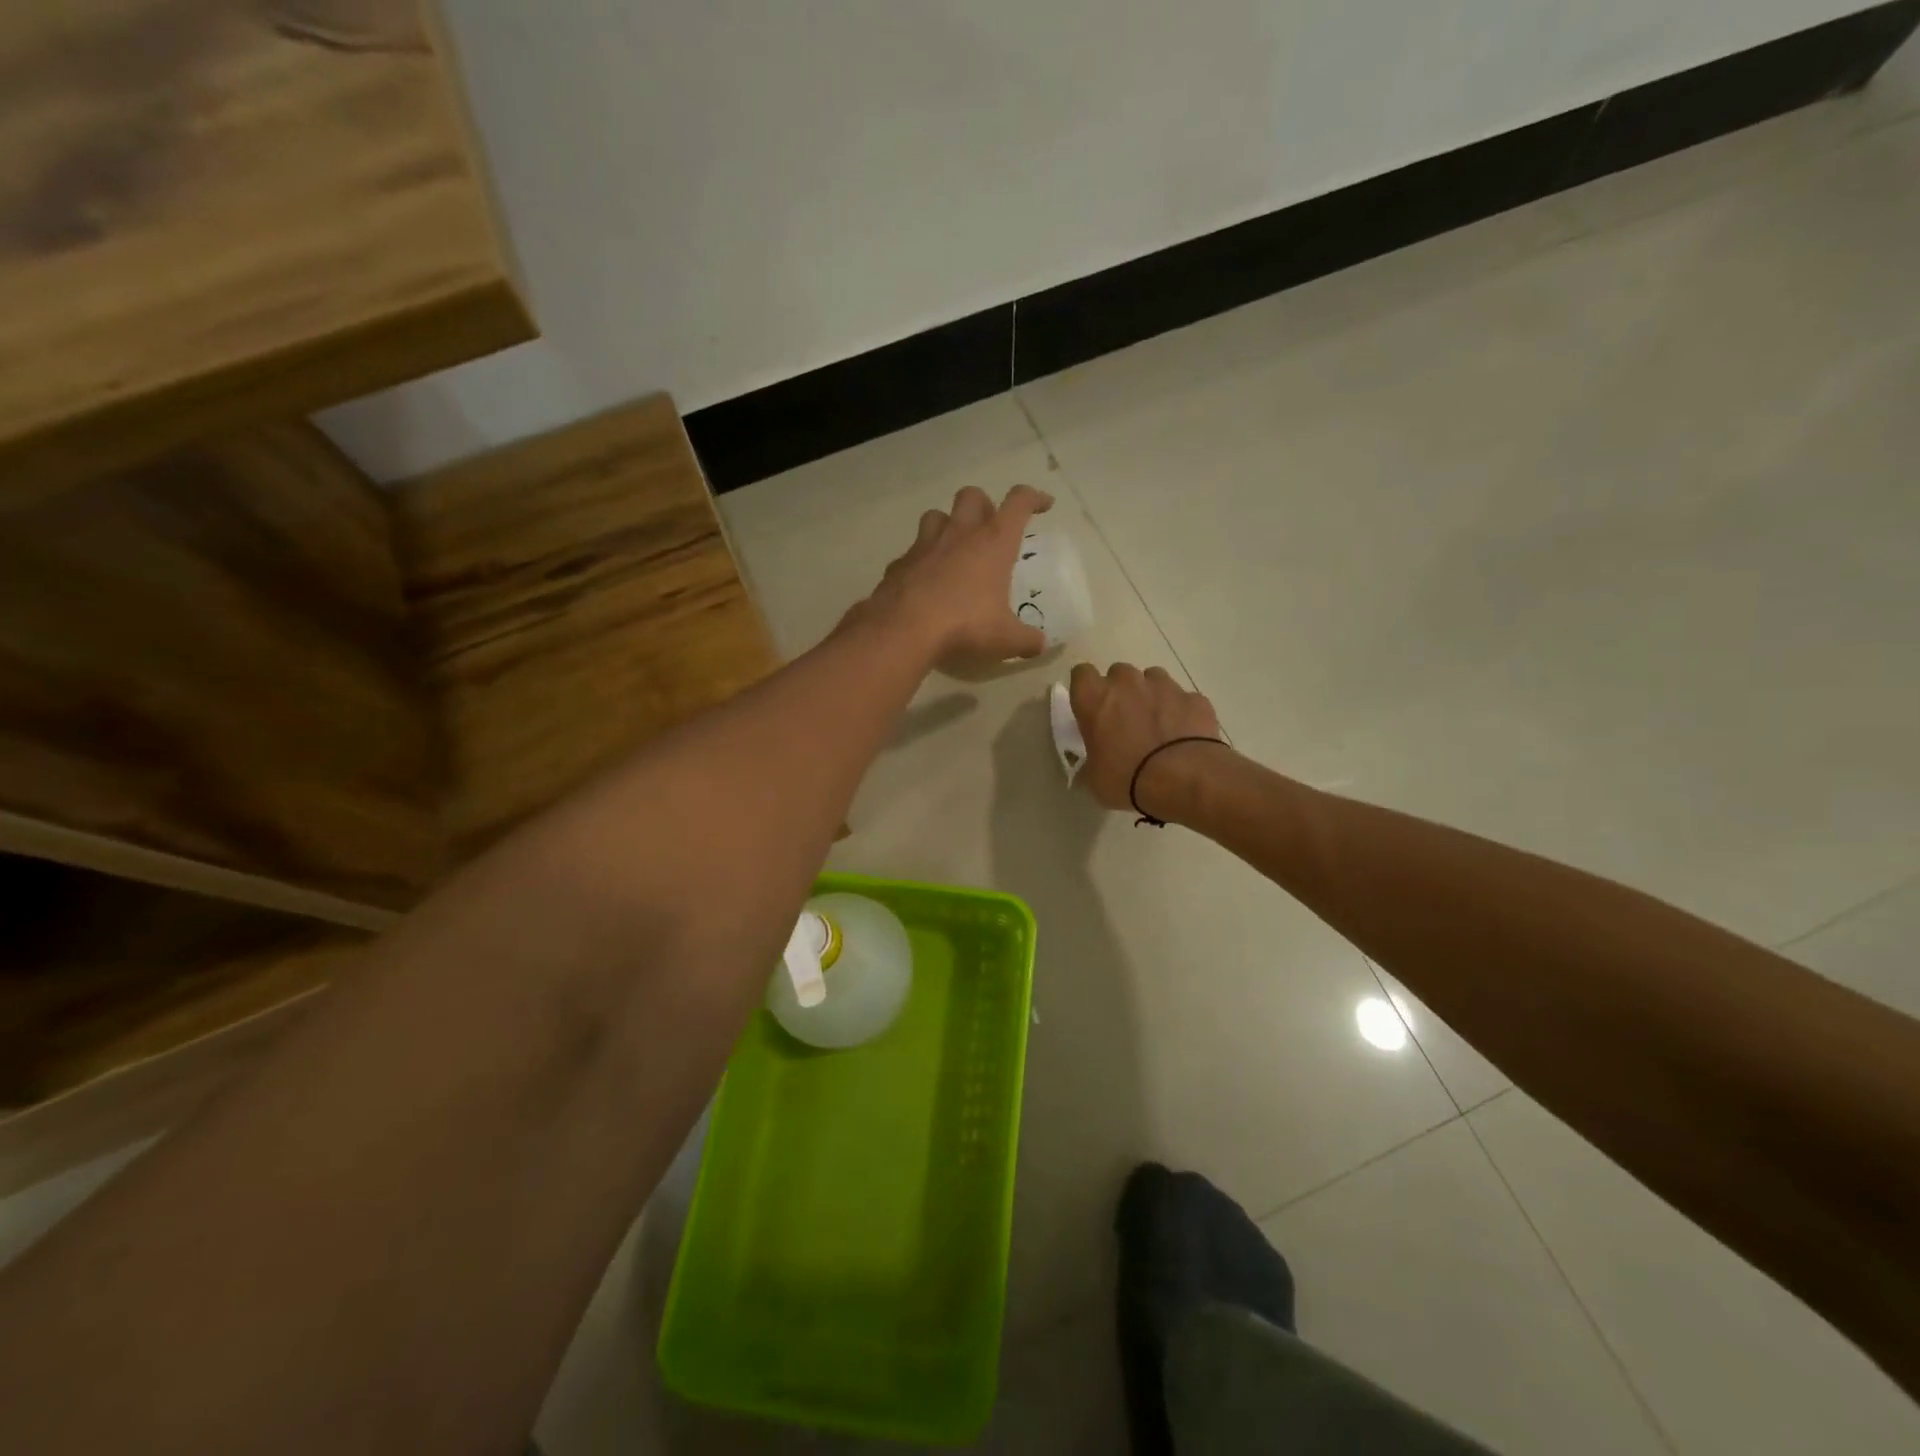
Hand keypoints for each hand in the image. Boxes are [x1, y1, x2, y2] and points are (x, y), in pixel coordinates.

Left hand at [851, 484, 1054, 672]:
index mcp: (992, 542)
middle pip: (971, 496)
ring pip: (936, 515)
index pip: (1018, 503)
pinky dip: (921, 561)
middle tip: (990, 529)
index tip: (1044, 504)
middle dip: (984, 505)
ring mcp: (924, 545)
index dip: (1033, 498)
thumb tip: (1040, 645)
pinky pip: (912, 553)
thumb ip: (1026, 640)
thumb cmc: (965, 626)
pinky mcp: (899, 564)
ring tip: (955, 549)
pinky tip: (925, 582)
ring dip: (948, 525)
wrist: (903, 629)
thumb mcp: (1005, 639)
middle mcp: (959, 534)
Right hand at [1067, 662, 1224, 817]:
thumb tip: (1089, 769)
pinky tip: (1184, 736)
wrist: (1184, 779)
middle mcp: (1127, 683)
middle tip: (1124, 720)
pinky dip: (1181, 711)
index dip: (1086, 689)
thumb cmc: (1127, 778)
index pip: (1081, 674)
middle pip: (1118, 673)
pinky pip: (1183, 699)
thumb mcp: (1094, 779)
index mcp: (1094, 699)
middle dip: (1121, 691)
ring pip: (1152, 679)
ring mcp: (1164, 686)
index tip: (1091, 707)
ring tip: (1157, 725)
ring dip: (1151, 695)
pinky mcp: (1194, 698)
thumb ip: (1089, 765)